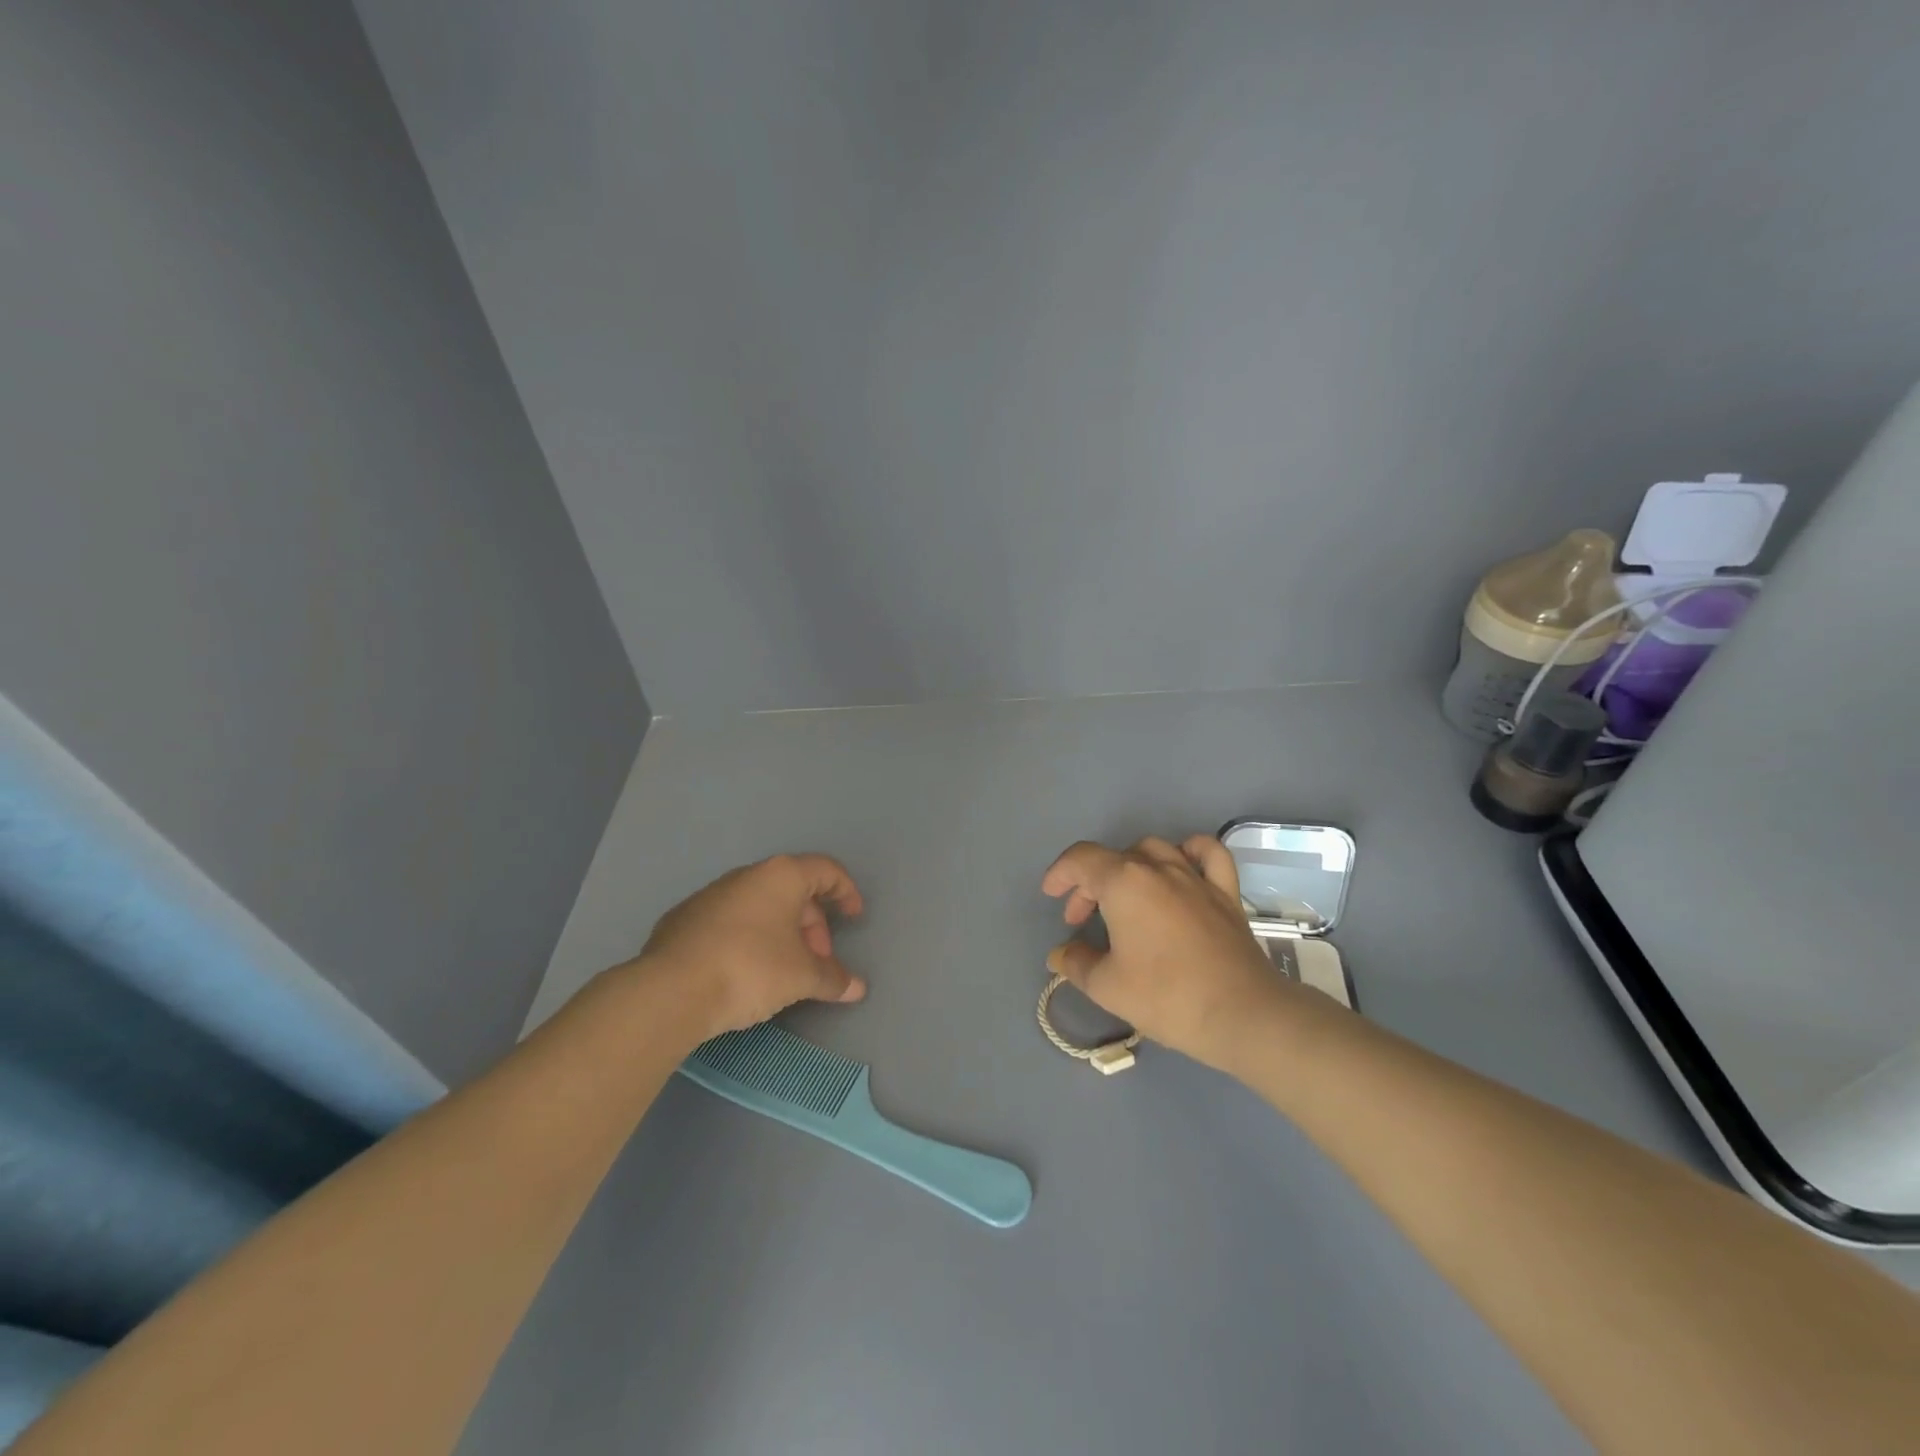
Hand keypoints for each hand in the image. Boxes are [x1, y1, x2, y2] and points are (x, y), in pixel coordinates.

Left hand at [635, 854, 867, 1038]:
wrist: (670, 991)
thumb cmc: (750, 969)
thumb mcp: (801, 977)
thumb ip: (832, 978)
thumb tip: (856, 988)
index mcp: (781, 876)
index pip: (826, 870)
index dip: (846, 892)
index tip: (854, 917)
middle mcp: (746, 876)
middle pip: (793, 891)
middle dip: (813, 925)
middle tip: (817, 960)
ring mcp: (710, 895)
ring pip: (760, 907)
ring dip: (781, 934)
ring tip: (785, 971)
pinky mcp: (683, 920)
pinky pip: (730, 923)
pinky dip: (748, 940)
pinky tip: (745, 973)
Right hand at [1041, 835, 1300, 1068]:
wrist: (1241, 1014)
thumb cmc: (1166, 997)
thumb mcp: (1106, 986)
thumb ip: (1076, 963)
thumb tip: (1061, 954)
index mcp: (1124, 883)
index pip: (1081, 859)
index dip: (1060, 874)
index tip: (1052, 897)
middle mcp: (1158, 867)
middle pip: (1113, 859)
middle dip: (1089, 884)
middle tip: (1081, 920)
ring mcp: (1195, 876)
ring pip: (1154, 849)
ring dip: (1129, 867)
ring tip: (1124, 896)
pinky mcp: (1225, 892)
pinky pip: (1206, 854)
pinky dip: (1188, 852)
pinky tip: (1180, 866)